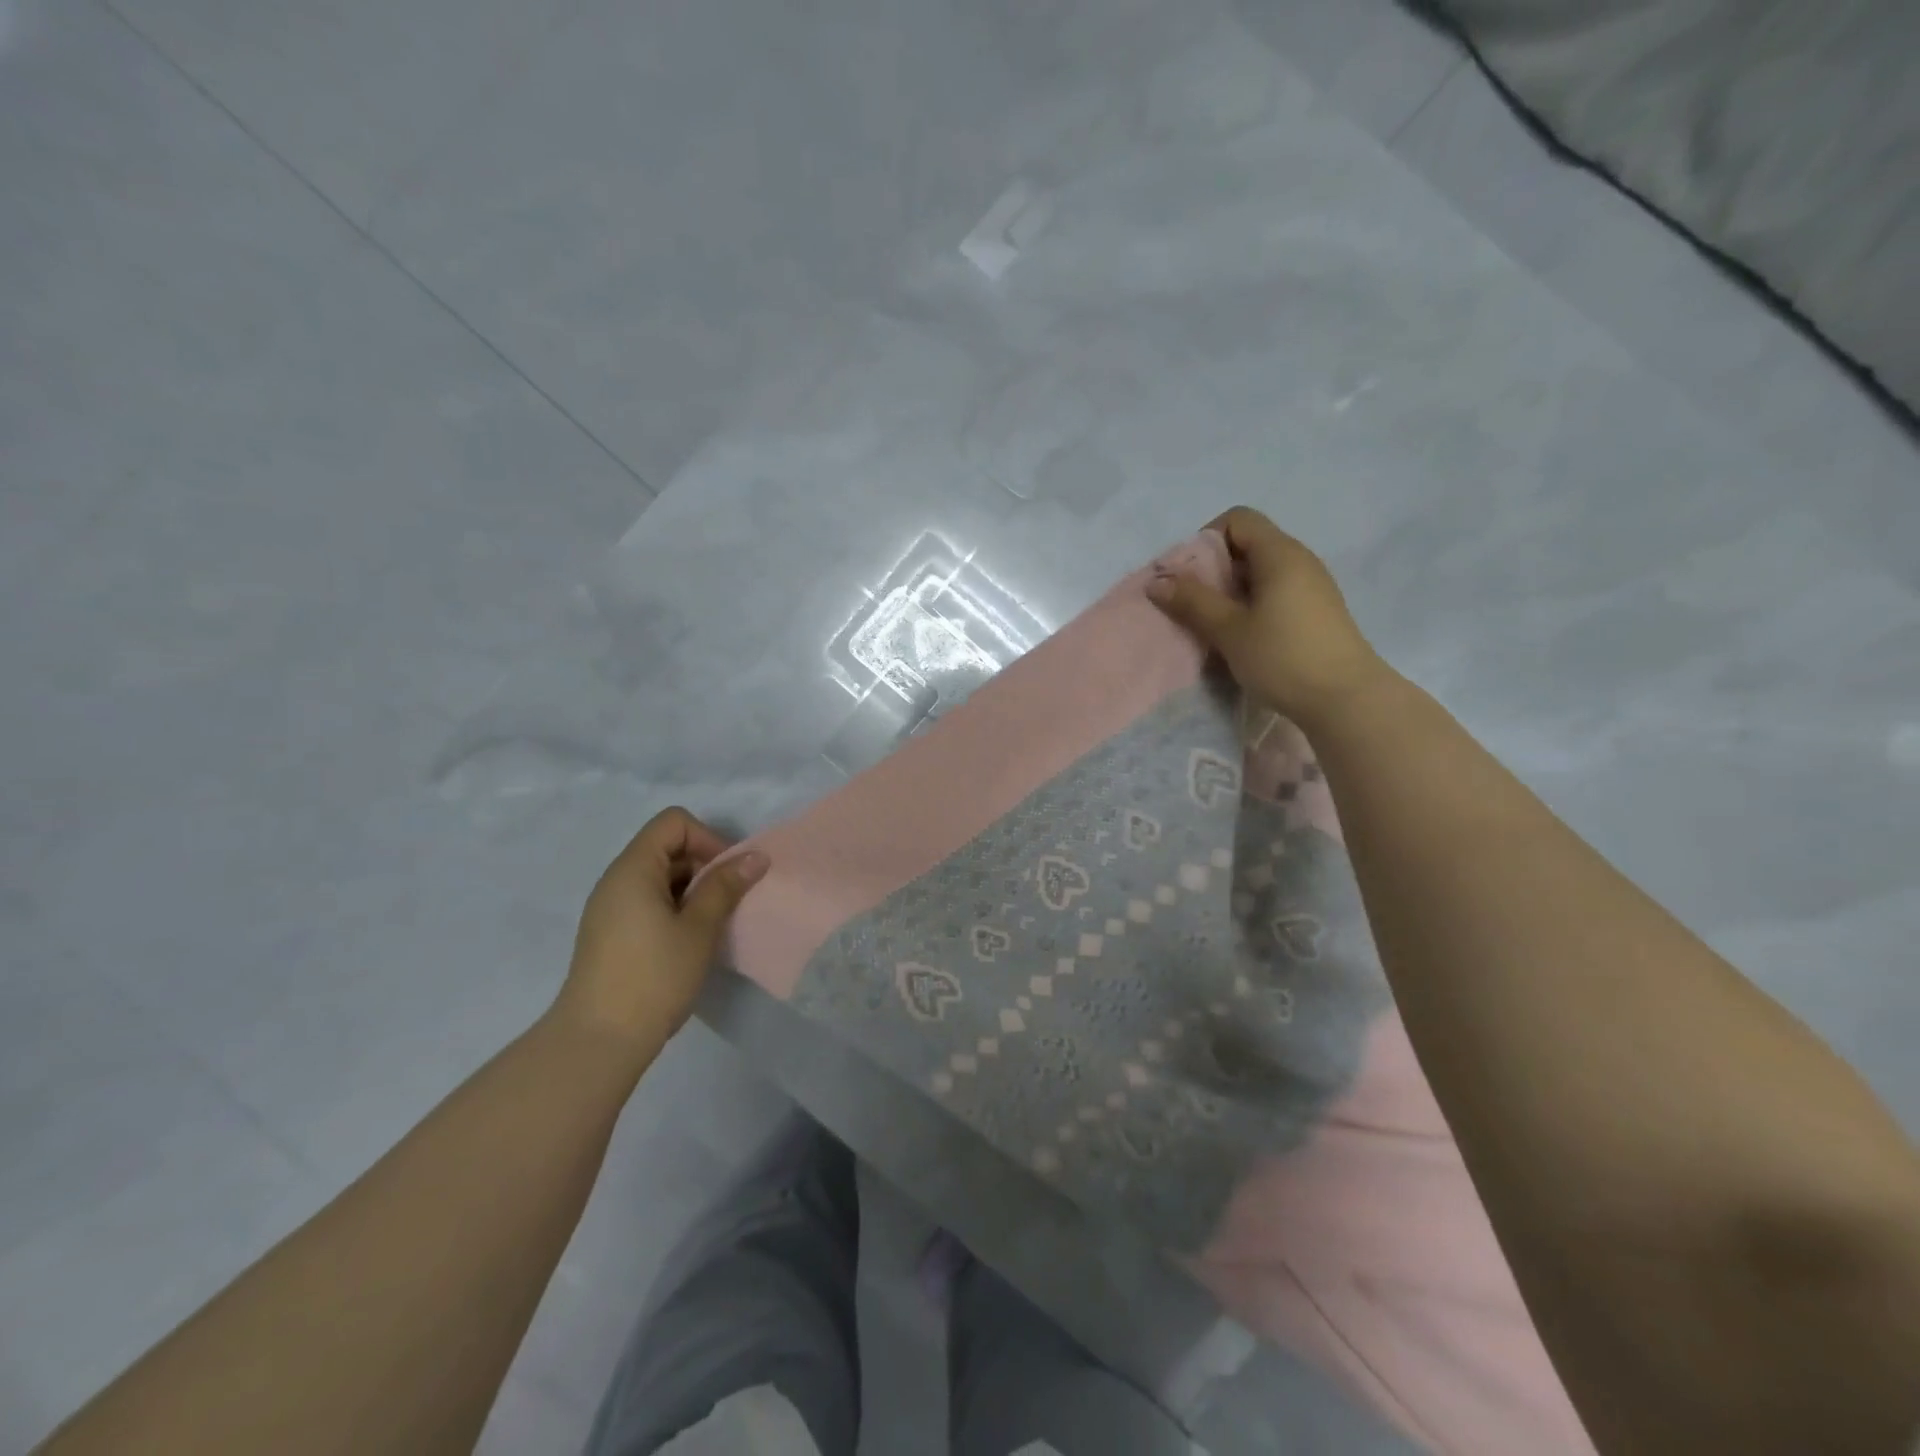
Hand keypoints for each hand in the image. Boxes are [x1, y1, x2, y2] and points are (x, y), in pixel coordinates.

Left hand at [553, 808, 768, 1054]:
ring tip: (712, 925)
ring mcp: (610, 909)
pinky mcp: (611, 934)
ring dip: (693, 890)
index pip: (674, 822)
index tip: (728, 874)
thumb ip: (726, 886)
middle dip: (705, 865)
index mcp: (633, 869)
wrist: (598, 1042)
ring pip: (660, 877)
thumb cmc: (653, 977)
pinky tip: (689, 942)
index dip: (708, 838)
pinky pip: (649, 902)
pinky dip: (676, 909)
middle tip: (728, 902)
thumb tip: (756, 856)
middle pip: (667, 847)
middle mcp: (616, 880)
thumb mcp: (699, 928)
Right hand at [1147, 506, 1388, 726]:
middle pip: (1248, 544)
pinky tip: (1241, 637)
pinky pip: (1275, 593)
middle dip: (1213, 569)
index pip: (1238, 519)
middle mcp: (1299, 560)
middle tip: (1192, 604)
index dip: (1206, 539)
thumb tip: (1156, 582)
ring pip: (1260, 572)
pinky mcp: (1316, 611)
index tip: (1189, 576)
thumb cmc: (1284, 657)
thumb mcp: (1230, 630)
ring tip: (1213, 624)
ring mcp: (1312, 586)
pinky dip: (1251, 605)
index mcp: (1280, 554)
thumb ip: (1193, 601)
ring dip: (1230, 591)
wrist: (1346, 700)